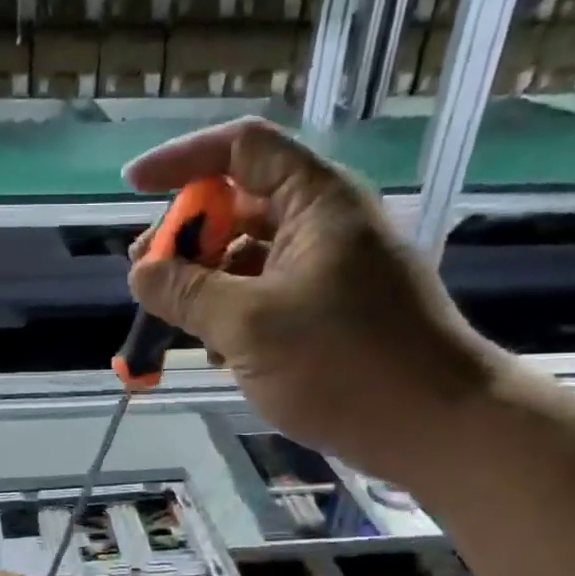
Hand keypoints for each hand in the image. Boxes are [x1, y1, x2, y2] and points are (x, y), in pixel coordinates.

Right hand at [124, 117, 499, 486]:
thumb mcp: (248, 326)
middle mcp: (325, 223)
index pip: (241, 147)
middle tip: (148, 276)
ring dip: (205, 281)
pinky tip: (216, 352)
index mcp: (316, 201)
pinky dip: (234, 312)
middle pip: (239, 203)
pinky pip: (269, 293)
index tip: (133, 187)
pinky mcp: (333, 310)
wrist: (441, 428)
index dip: (182, 159)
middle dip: (187, 235)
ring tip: (174, 321)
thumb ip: (186, 292)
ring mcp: (331, 268)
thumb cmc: (345, 364)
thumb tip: (140, 272)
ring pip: (250, 254)